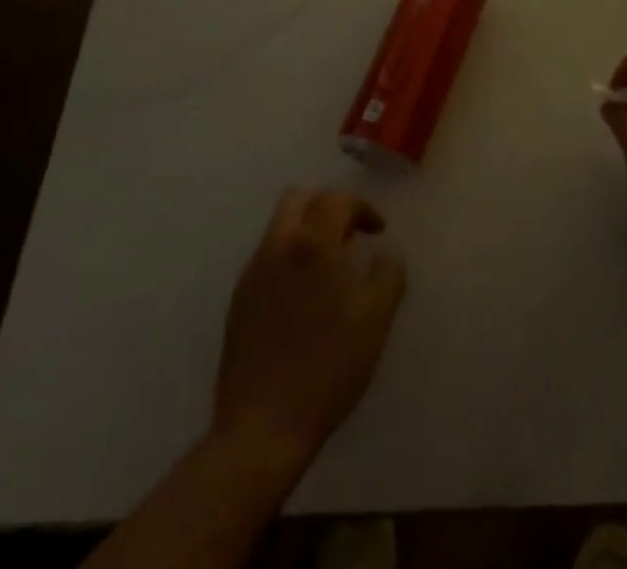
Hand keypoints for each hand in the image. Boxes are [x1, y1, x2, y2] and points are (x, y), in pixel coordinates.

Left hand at [211, 188, 405, 467]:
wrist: (261, 427)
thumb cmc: (327, 368)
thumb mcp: (375, 321)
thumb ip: (388, 274)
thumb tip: (386, 253)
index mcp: (313, 245)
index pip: (337, 199)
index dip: (362, 207)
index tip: (378, 231)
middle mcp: (278, 247)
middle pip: (299, 198)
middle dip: (328, 206)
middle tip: (350, 235)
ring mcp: (253, 273)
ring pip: (280, 226)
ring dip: (307, 230)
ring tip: (330, 267)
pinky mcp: (238, 300)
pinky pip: (268, 257)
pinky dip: (290, 257)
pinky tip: (304, 296)